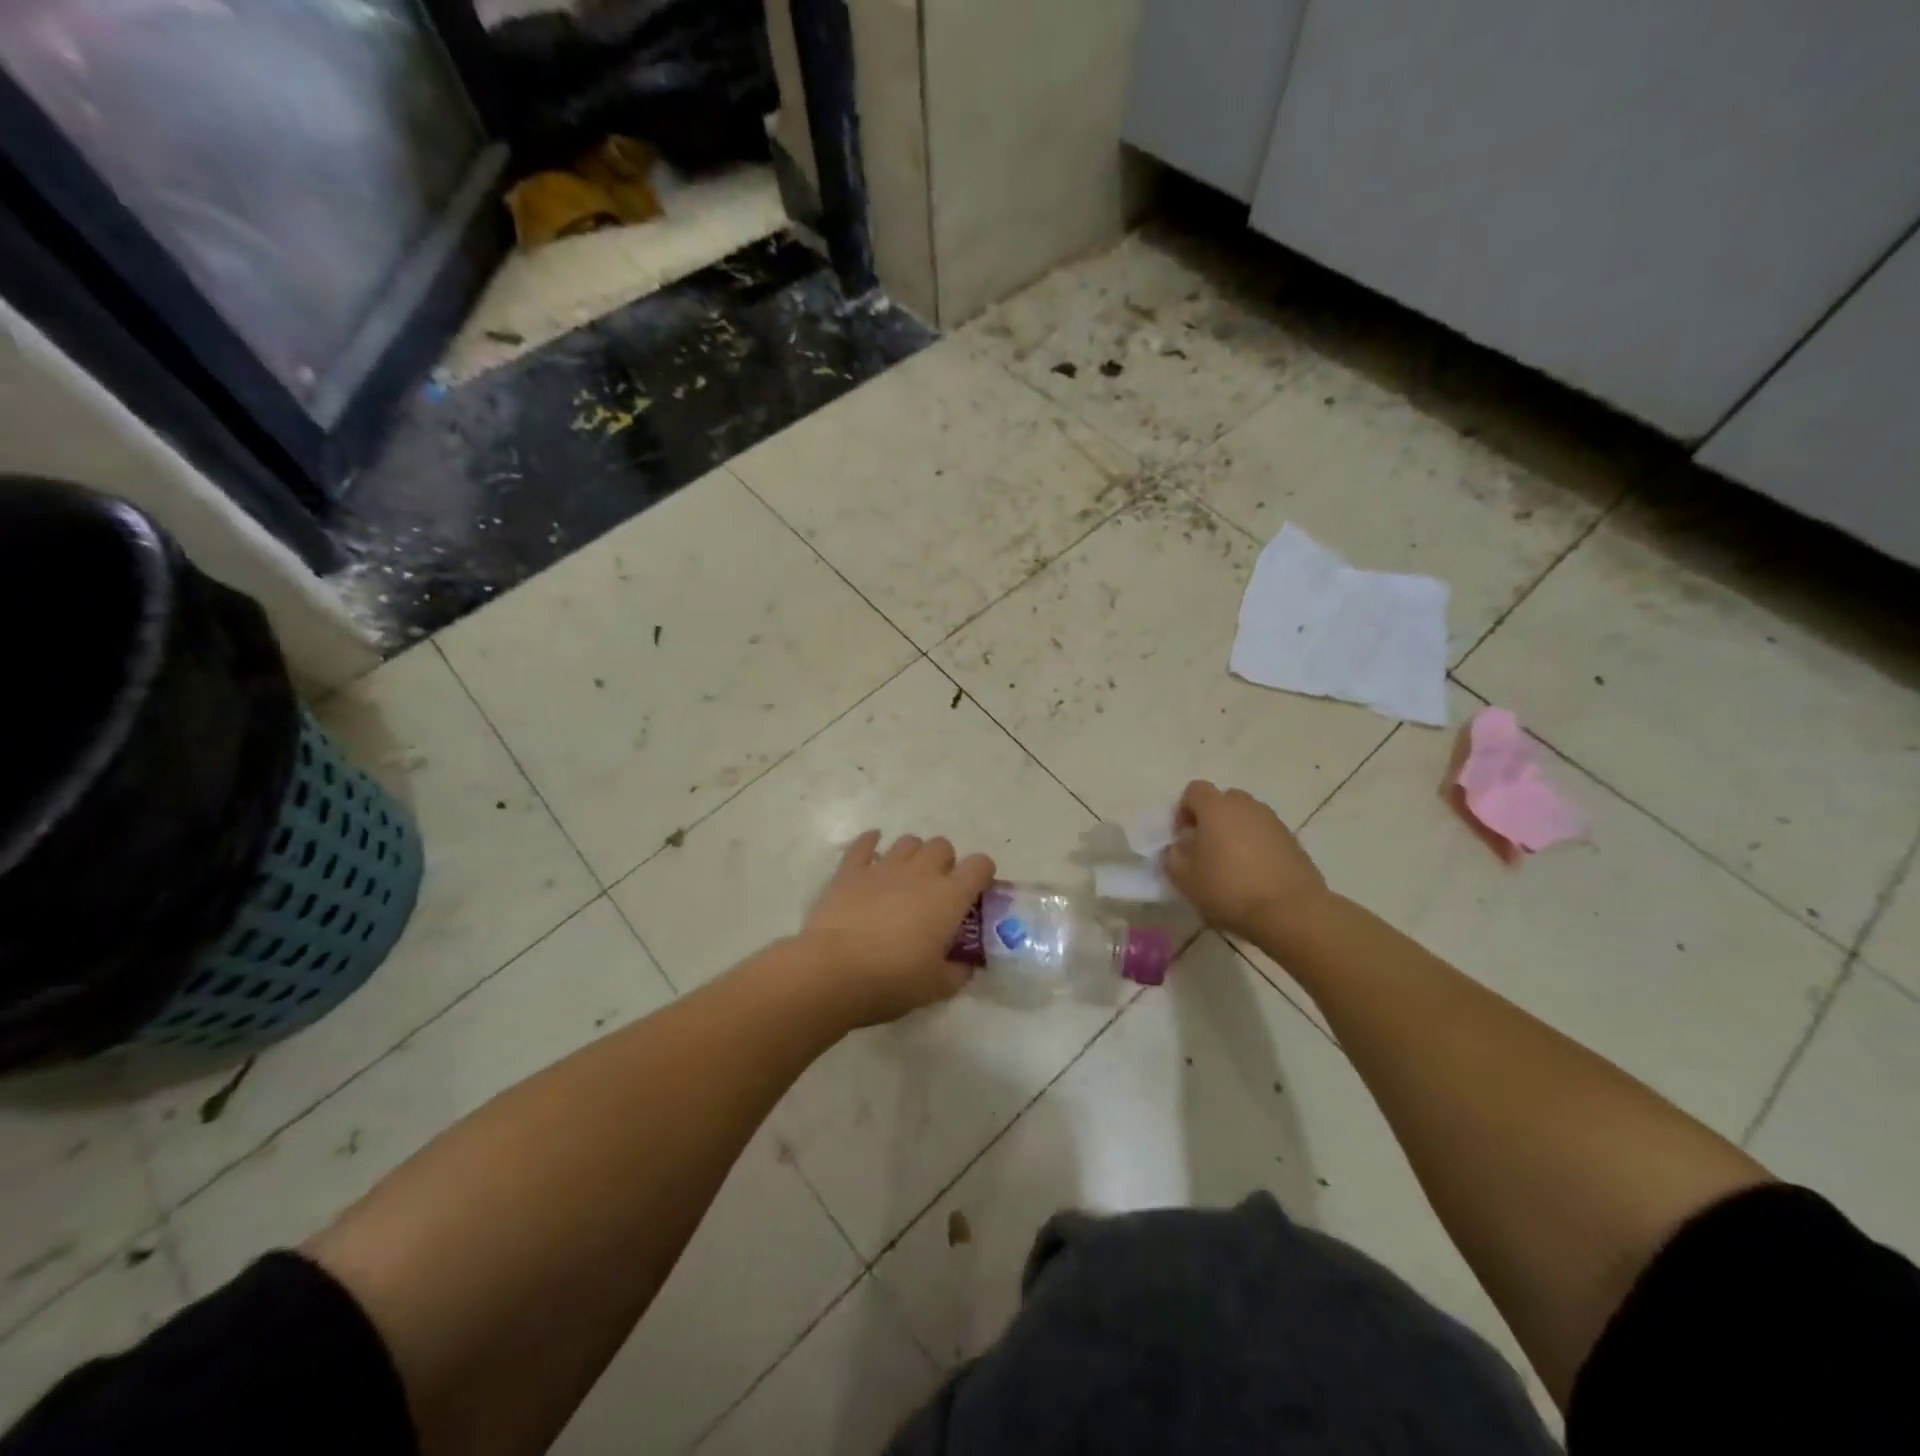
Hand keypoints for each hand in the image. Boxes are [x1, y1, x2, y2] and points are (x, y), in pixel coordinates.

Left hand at [800, 831, 996, 1026]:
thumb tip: (964, 965)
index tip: (978, 892)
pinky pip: (864, 844)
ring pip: (908, 841)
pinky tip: (872, 846)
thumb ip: (957, 972)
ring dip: (913, 853)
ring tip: (907, 875)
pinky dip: (871, 842)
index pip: (979, 865)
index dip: (983, 873)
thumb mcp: (936, 987)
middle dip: (946, 862)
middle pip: (942, 846)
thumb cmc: (892, 980)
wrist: (833, 971)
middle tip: (938, 889)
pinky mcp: (850, 872)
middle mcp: (920, 873)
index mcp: (949, 897)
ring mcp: (883, 868)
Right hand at [1162, 780, 1328, 939]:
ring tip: (1232, 864)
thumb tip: (1178, 847)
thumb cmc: (1228, 889)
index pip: (1194, 790)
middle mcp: (1246, 806)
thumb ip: (1173, 856)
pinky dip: (1258, 846)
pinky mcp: (1294, 841)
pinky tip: (1255, 875)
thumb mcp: (1184, 878)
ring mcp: (1273, 822)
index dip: (1184, 810)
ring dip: (1236, 832)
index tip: (1183, 837)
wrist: (1290, 911)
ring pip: (1247, 817)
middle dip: (1212, 819)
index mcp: (1216, 808)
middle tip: (1207, 848)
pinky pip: (1267, 835)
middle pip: (1224, 800)